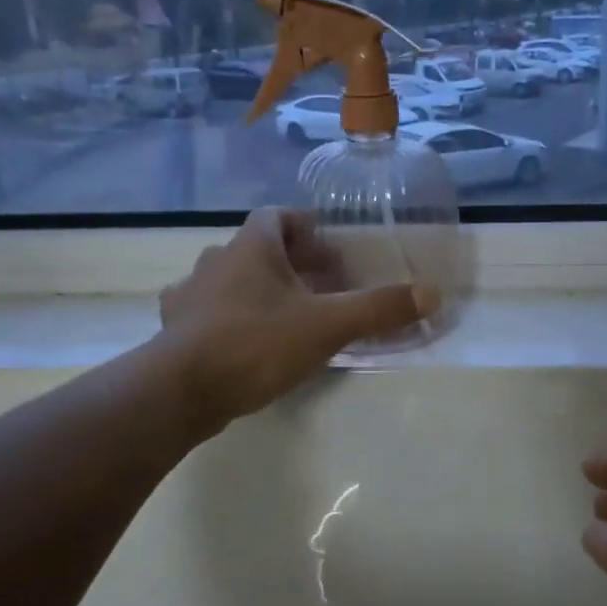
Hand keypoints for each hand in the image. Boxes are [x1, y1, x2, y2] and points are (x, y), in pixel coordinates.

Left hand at [159, 208, 435, 427]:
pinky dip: (227, 318)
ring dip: (256, 290)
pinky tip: (243, 341)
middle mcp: (215, 261)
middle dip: (288, 264)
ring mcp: (189, 295)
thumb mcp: (328, 325)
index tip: (327, 251)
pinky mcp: (175, 329)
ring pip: (228, 279)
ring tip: (284, 317)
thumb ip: (379, 309)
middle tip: (318, 289)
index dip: (304, 228)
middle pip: (255, 249)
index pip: (276, 216)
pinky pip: (205, 311)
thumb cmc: (257, 343)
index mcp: (251, 248)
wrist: (182, 389)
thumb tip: (432, 295)